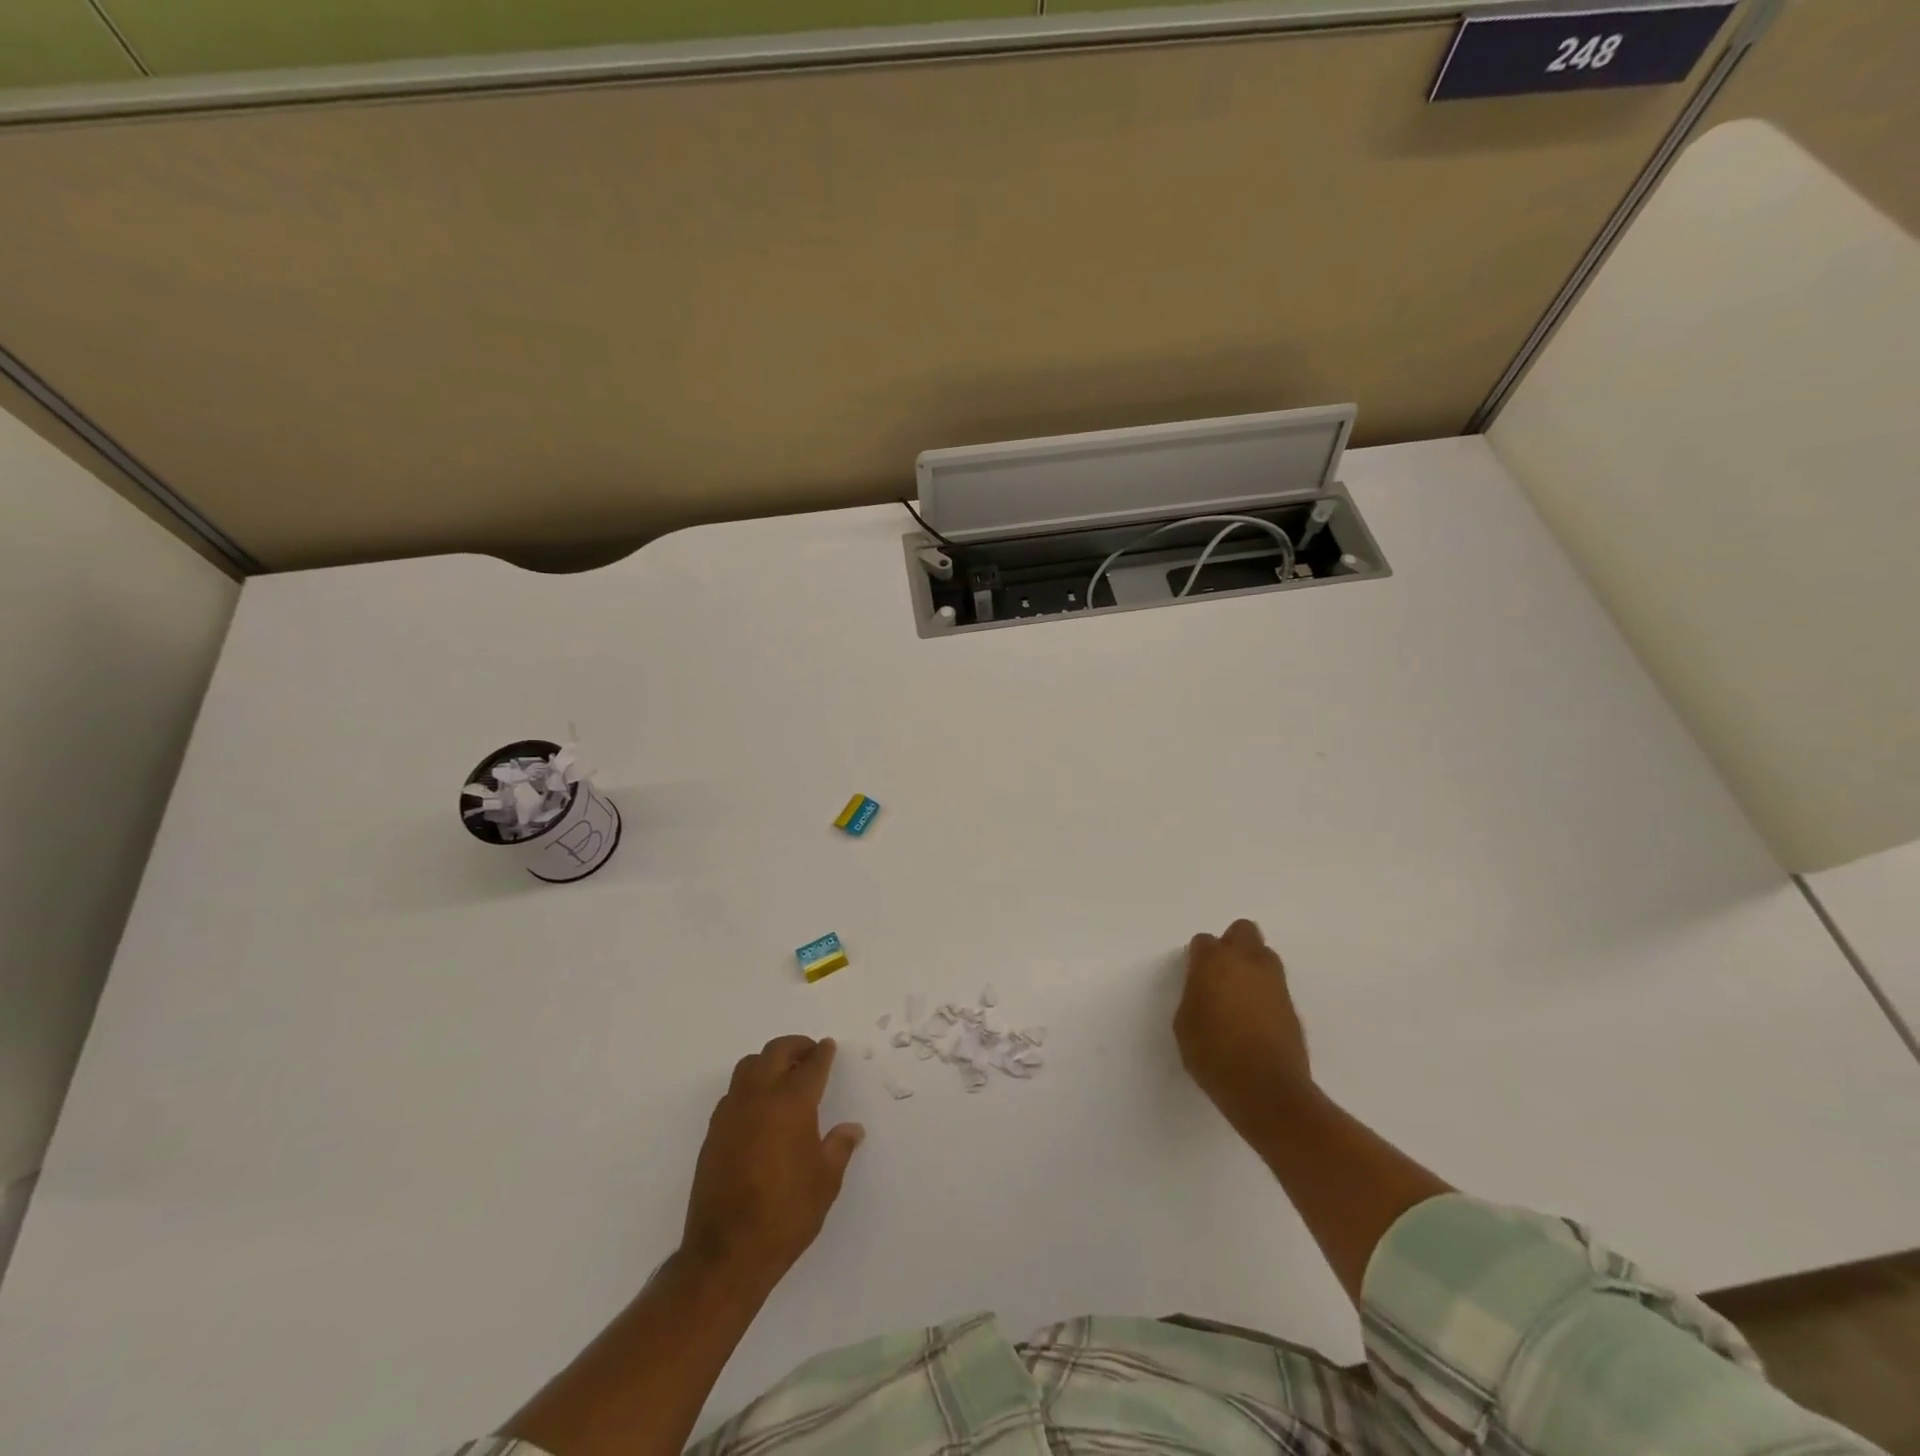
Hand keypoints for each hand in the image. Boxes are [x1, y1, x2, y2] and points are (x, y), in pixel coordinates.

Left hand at [681, 1036, 864, 1290]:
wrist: (726, 1254)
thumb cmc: (785, 1215)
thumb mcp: (825, 1182)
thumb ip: (839, 1147)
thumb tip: (852, 1128)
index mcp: (791, 1104)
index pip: (811, 1066)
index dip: (822, 1054)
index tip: (828, 1047)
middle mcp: (759, 1098)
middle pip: (776, 1053)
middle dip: (796, 1047)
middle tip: (810, 1055)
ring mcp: (731, 1113)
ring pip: (748, 1066)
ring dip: (769, 1062)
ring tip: (784, 1076)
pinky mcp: (713, 1132)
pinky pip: (733, 1092)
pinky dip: (750, 1086)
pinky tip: (760, 1108)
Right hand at [1175, 920, 1311, 1122]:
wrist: (1266, 1089)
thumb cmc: (1213, 1054)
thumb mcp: (1185, 1023)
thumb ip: (1193, 995)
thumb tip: (1204, 990)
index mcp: (1214, 962)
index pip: (1204, 941)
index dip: (1198, 957)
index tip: (1194, 977)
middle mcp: (1247, 962)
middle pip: (1243, 931)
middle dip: (1232, 944)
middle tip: (1221, 973)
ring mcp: (1275, 982)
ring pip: (1264, 955)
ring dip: (1252, 966)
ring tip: (1240, 996)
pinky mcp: (1292, 1006)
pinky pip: (1275, 986)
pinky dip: (1265, 993)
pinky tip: (1255, 1019)